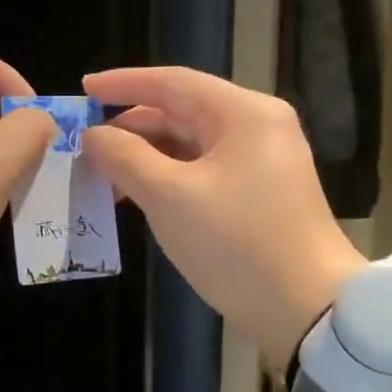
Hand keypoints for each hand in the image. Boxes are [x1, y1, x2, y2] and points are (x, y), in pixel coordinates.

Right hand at [81, 67, 367, 367]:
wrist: (307, 309)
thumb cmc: (236, 244)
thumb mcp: (169, 197)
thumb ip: (124, 157)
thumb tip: (93, 136)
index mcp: (243, 113)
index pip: (173, 82)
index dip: (123, 83)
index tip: (84, 89)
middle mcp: (257, 127)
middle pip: (182, 111)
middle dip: (131, 126)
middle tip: (86, 145)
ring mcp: (262, 161)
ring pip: (190, 143)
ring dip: (146, 155)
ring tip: (104, 176)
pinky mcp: (259, 192)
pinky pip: (202, 170)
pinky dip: (168, 176)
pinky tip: (138, 196)